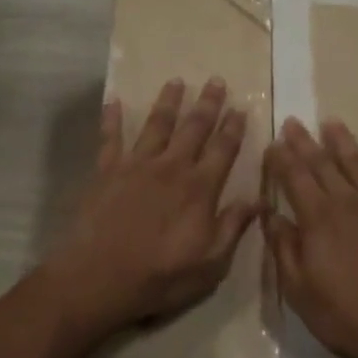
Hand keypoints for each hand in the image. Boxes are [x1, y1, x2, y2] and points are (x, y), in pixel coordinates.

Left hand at [37, 77, 261, 347]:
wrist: (99, 277)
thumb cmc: (160, 276)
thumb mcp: (210, 263)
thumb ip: (233, 227)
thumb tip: (258, 199)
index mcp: (199, 188)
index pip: (223, 150)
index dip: (234, 128)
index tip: (241, 107)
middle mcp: (171, 167)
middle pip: (193, 128)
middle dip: (207, 104)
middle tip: (216, 80)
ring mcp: (136, 165)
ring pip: (156, 124)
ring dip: (168, 101)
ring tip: (176, 81)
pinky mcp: (106, 170)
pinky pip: (110, 138)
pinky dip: (112, 118)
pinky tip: (114, 101)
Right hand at [264, 118, 357, 357]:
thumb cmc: (346, 317)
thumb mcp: (299, 290)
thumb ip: (283, 247)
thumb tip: (269, 213)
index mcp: (319, 218)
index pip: (295, 177)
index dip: (281, 158)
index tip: (272, 142)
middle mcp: (351, 202)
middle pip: (324, 164)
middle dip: (305, 142)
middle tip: (294, 121)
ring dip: (345, 143)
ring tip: (333, 123)